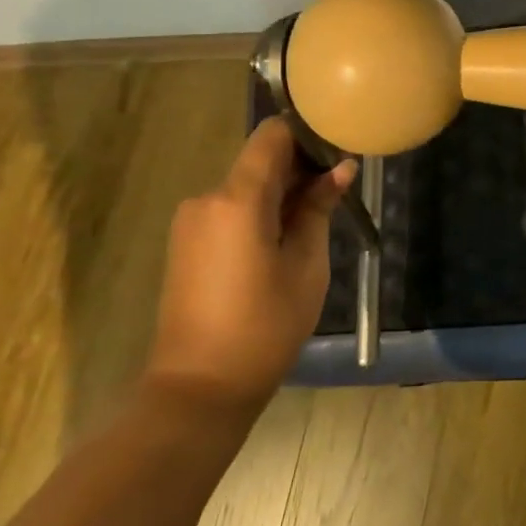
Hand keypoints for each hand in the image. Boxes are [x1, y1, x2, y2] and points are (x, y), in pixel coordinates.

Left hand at [148, 118, 355, 407]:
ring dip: (280, 194)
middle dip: (299, 168)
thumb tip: (340, 169)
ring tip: (314, 222)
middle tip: (337, 190)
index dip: (307, 135)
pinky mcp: (186, 244)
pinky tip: (282, 242)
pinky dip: (259, 213)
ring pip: (245, 187)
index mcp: (237, 199)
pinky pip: (229, 211)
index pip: (272, 135)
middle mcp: (207, 198)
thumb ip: (319, 209)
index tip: (337, 151)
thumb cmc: (264, 327)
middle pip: (259, 161)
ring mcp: (191, 222)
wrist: (198, 389)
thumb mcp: (306, 266)